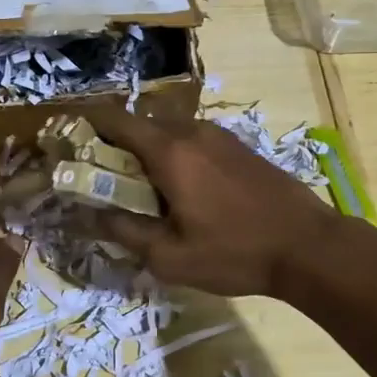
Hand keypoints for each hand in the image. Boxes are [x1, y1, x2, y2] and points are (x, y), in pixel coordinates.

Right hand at [83, 103, 340, 297]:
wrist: (309, 246)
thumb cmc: (235, 253)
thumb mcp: (170, 257)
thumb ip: (124, 231)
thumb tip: (91, 214)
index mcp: (169, 151)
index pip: (115, 119)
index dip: (85, 125)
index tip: (67, 142)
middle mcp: (191, 131)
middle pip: (138, 123)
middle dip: (113, 143)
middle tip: (100, 175)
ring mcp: (218, 135)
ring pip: (166, 130)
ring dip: (145, 150)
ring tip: (138, 187)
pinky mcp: (237, 145)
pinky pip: (190, 139)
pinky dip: (171, 153)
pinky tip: (178, 188)